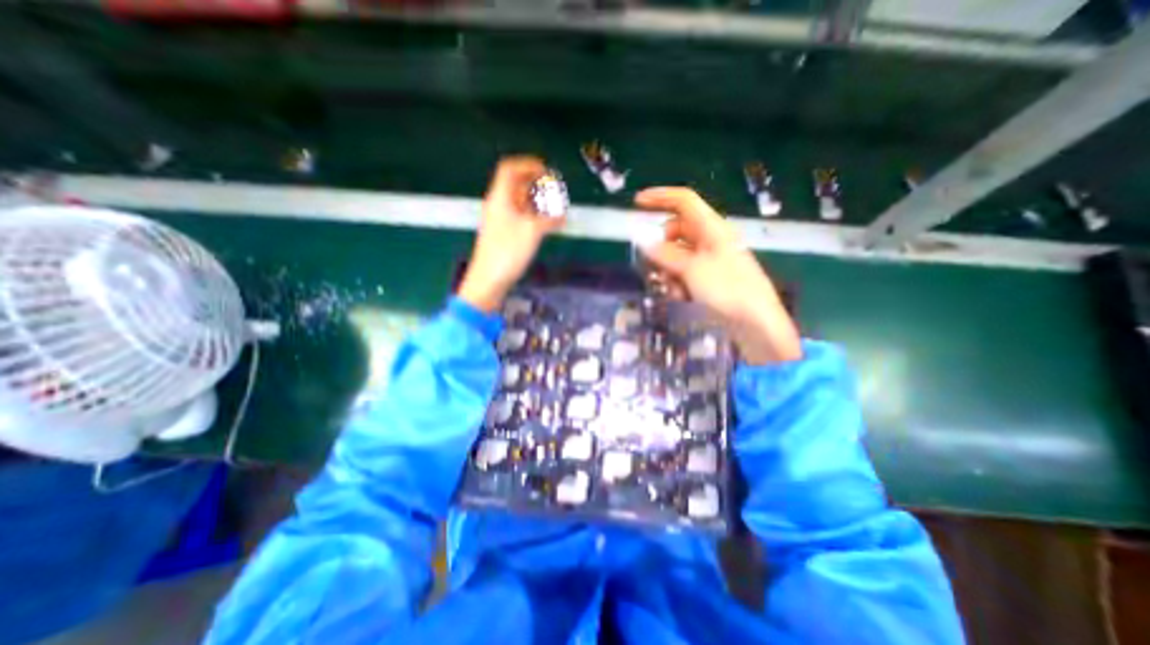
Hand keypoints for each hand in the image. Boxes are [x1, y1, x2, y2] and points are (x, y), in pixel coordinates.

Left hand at [459, 157, 565, 312]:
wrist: (489, 279)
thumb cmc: (508, 251)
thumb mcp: (532, 231)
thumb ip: (550, 220)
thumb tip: (562, 215)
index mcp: (500, 197)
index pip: (510, 169)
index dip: (527, 165)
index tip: (546, 171)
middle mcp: (498, 205)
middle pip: (515, 185)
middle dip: (536, 183)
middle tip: (554, 189)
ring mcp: (500, 220)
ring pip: (519, 202)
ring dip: (536, 201)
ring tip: (555, 207)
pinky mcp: (504, 234)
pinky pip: (520, 217)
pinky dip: (533, 215)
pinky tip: (547, 224)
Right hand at [634, 189, 800, 365]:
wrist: (755, 323)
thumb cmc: (727, 289)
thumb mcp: (692, 269)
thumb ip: (664, 253)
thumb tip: (641, 239)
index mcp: (712, 228)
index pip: (684, 201)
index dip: (660, 197)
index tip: (637, 203)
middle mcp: (710, 240)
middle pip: (675, 232)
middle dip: (660, 247)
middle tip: (650, 265)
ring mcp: (709, 260)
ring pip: (676, 255)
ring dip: (667, 270)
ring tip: (671, 288)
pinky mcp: (708, 278)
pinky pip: (684, 272)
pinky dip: (677, 282)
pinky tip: (681, 296)